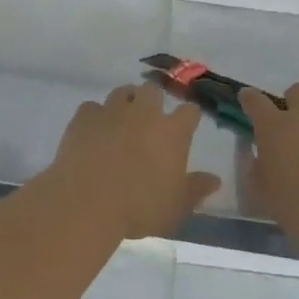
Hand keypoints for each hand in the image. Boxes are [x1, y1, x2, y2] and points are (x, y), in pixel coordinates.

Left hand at [46, 82, 221, 239]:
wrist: (86, 203)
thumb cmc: (138, 207)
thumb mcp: (176, 207)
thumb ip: (196, 190)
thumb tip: (215, 180)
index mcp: (172, 131)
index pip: (189, 111)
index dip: (189, 117)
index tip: (186, 126)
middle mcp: (144, 112)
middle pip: (154, 90)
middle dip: (154, 101)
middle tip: (150, 121)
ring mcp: (112, 111)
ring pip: (122, 92)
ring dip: (126, 102)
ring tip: (122, 121)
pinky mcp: (84, 117)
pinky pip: (91, 107)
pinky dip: (94, 116)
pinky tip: (93, 131)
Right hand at [240, 83, 298, 246]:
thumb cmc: (292, 202)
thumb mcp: (260, 188)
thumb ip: (256, 166)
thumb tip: (260, 155)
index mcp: (273, 127)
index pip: (255, 101)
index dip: (250, 98)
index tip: (247, 99)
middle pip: (298, 91)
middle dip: (293, 100)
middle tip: (293, 121)